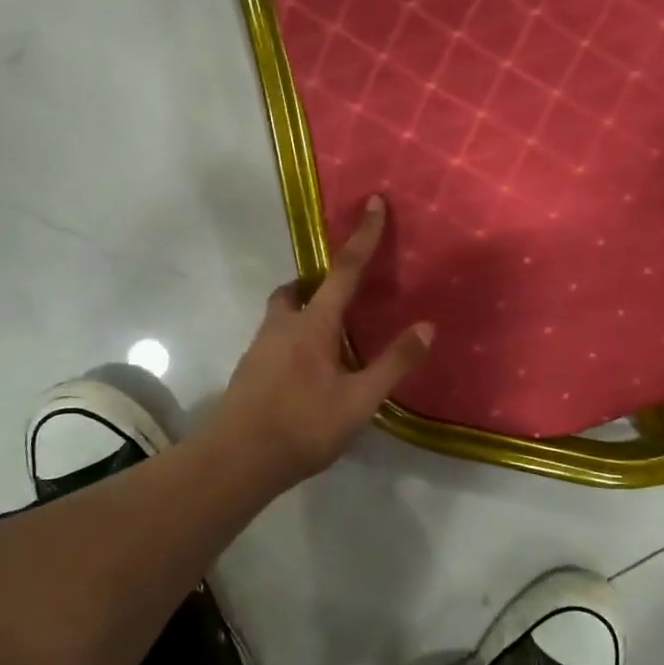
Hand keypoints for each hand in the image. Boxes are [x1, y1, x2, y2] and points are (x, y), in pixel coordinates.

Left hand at [211, 196, 432, 488]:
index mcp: (313, 325)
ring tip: (329, 339)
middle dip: (319, 281)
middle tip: (342, 295)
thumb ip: (393, 363)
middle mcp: (282, 326)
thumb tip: (427, 326)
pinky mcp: (248, 371)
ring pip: (282, 313)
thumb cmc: (303, 427)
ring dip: (304, 310)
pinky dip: (293, 338)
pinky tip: (306, 372)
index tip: (374, 203)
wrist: (236, 461)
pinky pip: (274, 338)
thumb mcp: (359, 400)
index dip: (363, 236)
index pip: (344, 270)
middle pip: (298, 289)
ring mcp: (259, 348)